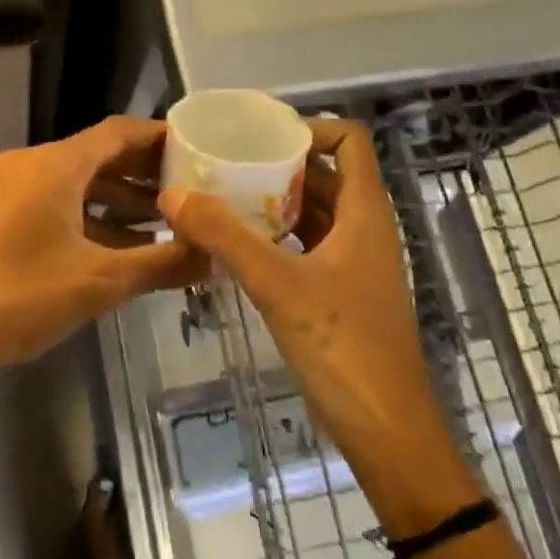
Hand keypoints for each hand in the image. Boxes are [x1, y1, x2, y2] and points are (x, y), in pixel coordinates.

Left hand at [0, 117, 207, 377]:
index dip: (159, 138)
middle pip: (98, 155)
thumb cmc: (19, 297)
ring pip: (76, 182)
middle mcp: (31, 164)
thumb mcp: (98, 281)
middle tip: (188, 191)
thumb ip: (161, 264)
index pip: (119, 132)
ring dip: (118, 200)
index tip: (196, 151)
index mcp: (56, 165)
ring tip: (163, 225)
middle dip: (143, 174)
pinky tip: (119, 248)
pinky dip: (89, 216)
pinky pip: (55, 202)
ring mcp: (9, 188)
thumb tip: (213, 255)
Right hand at [158, 119, 479, 533]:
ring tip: (225, 198)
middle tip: (227, 164)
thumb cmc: (343, 347)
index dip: (311, 128)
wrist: (386, 429)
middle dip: (280, 165)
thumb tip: (173, 194)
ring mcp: (356, 262)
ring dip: (277, 201)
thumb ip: (225, 236)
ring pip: (317, 212)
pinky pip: (310, 245)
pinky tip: (241, 245)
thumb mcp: (278, 285)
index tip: (261, 137)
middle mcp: (365, 228)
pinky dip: (280, 236)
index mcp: (365, 212)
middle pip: (326, 174)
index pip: (349, 140)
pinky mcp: (343, 291)